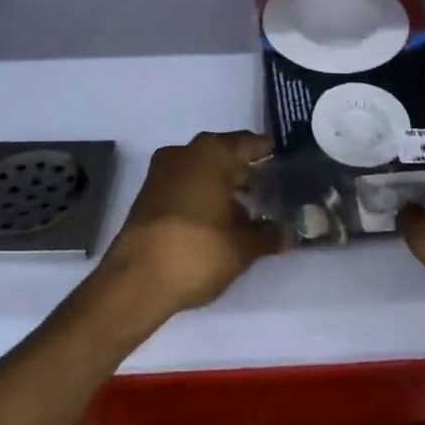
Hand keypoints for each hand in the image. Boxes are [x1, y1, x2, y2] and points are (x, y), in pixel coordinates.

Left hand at [100, 131, 281, 317]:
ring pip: (203, 172)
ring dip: (224, 189)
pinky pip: (185, 187)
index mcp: (211, 153)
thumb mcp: (241, 247)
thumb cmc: (196, 251)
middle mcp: (185, 153)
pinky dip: (203, 198)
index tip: (285, 162)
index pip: (248, 143)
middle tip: (272, 191)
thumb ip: (269, 235)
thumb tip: (290, 232)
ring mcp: (162, 173)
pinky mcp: (149, 196)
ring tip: (250, 213)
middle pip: (224, 156)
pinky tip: (220, 223)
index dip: (268, 153)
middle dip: (246, 174)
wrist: (135, 281)